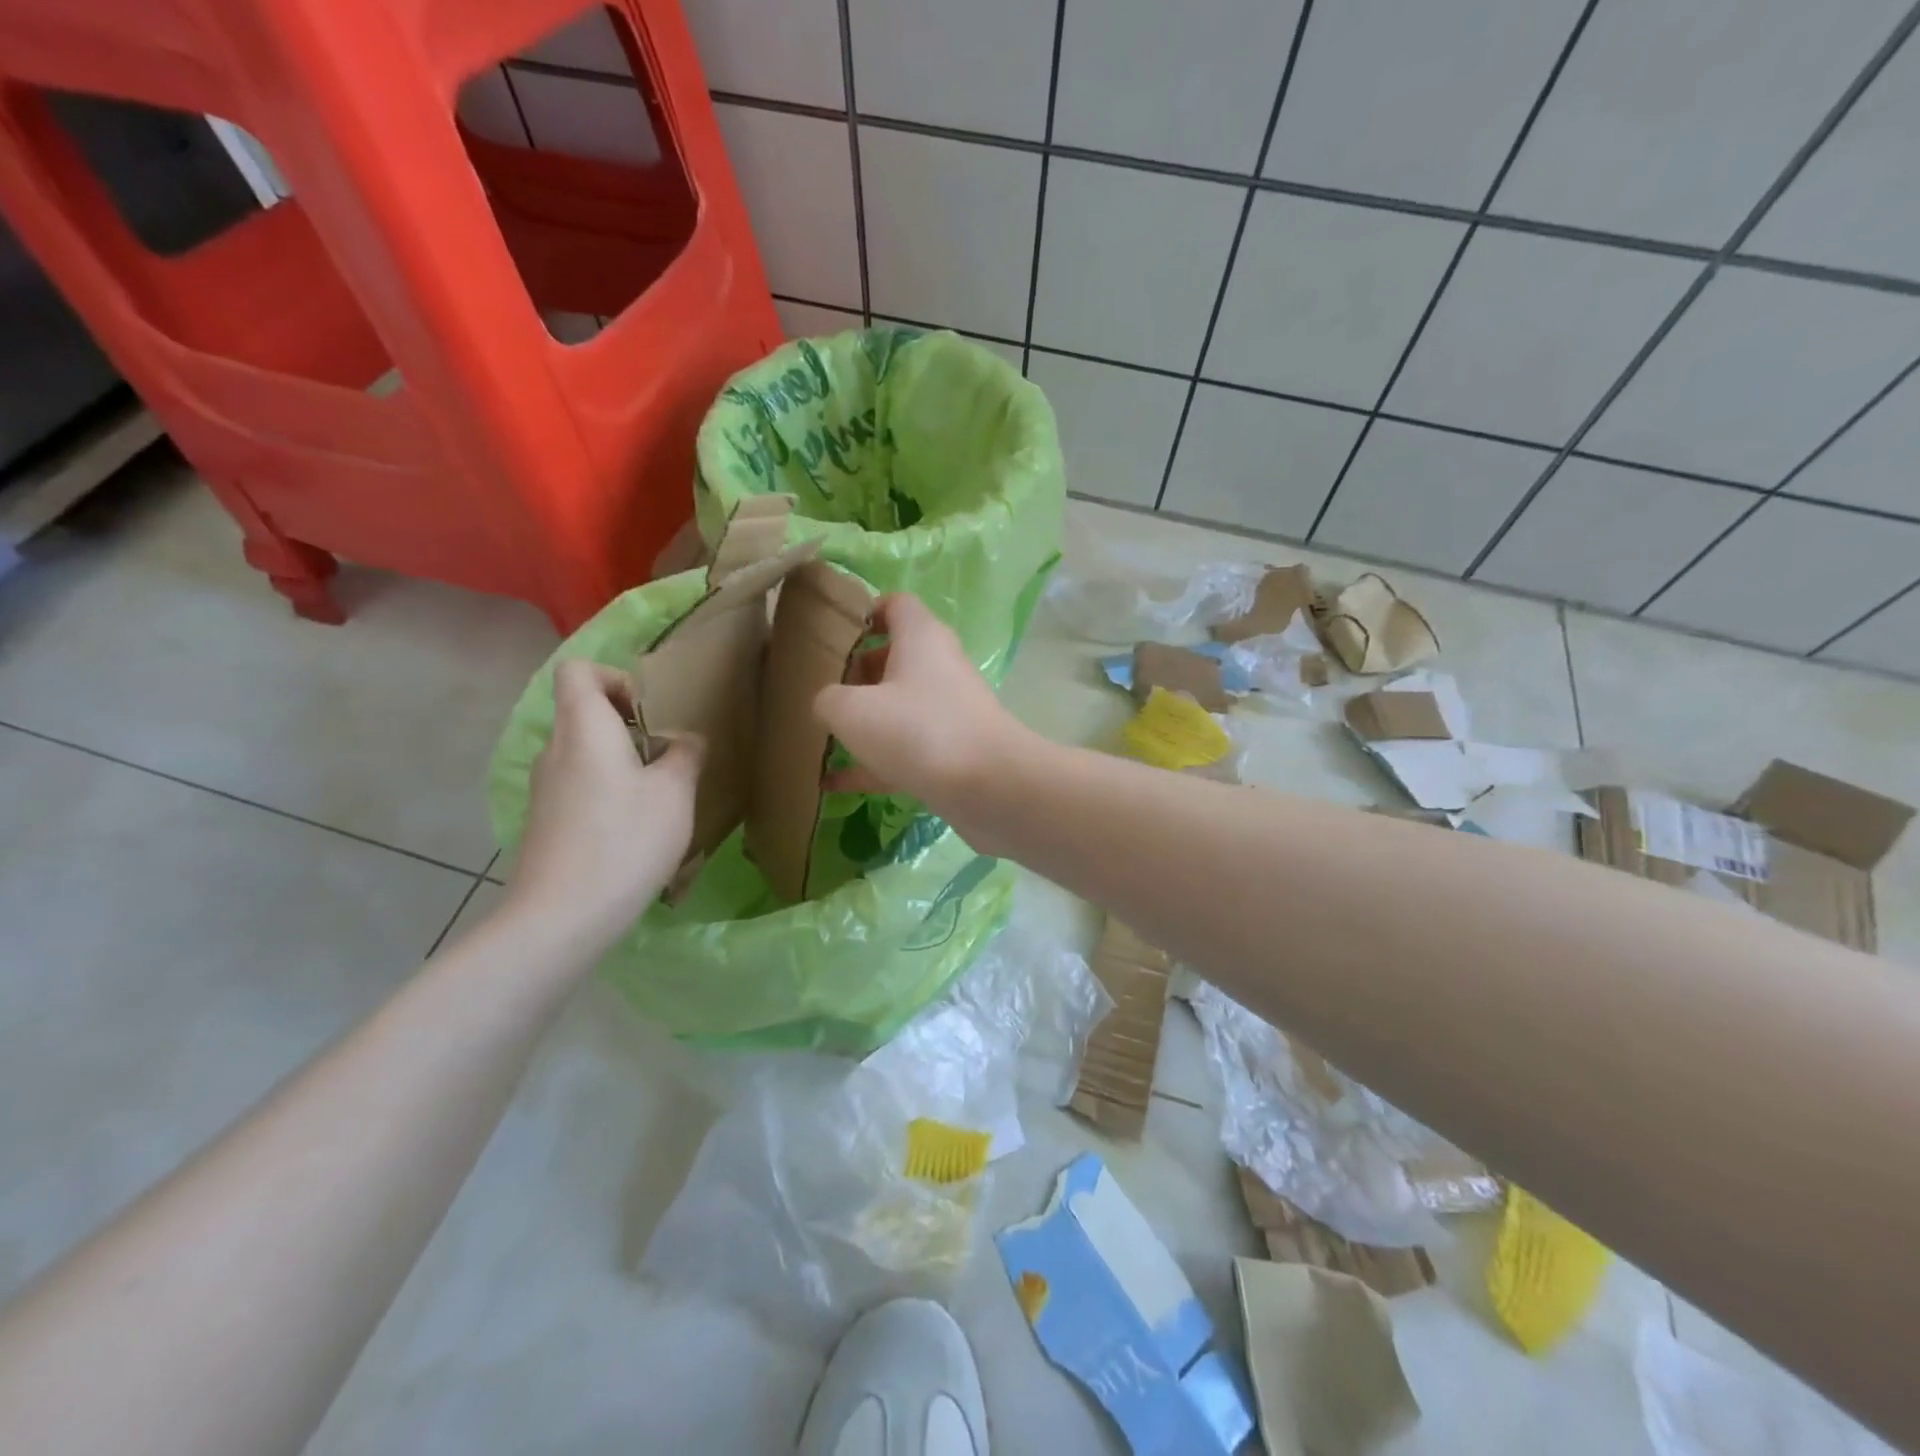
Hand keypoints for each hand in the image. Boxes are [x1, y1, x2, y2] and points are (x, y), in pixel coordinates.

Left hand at [504, 659, 702, 954]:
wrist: (562, 915)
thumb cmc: (625, 840)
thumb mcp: (675, 793)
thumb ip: (685, 755)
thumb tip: (683, 740)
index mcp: (584, 728)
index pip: (578, 671)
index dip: (614, 678)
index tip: (648, 712)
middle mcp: (555, 749)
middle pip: (583, 712)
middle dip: (627, 725)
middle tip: (664, 755)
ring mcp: (545, 788)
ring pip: (583, 752)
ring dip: (620, 761)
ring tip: (657, 796)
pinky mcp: (545, 821)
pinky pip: (579, 785)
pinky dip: (606, 792)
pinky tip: (633, 829)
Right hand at [814, 594, 1029, 826]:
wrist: (990, 787)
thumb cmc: (918, 731)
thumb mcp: (851, 711)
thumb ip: (828, 700)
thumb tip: (830, 705)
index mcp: (921, 637)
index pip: (895, 604)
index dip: (864, 613)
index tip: (833, 636)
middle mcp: (940, 666)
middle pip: (895, 657)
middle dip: (857, 673)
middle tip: (824, 692)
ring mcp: (949, 710)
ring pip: (900, 706)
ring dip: (866, 721)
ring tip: (823, 738)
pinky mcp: (953, 750)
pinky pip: (906, 749)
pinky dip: (875, 762)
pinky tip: (835, 784)